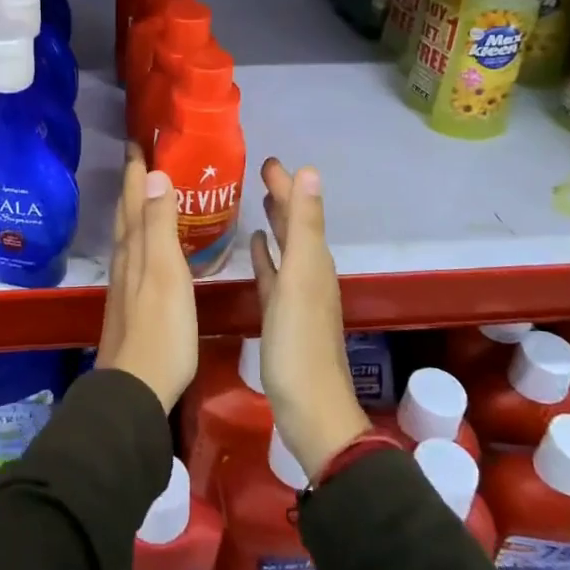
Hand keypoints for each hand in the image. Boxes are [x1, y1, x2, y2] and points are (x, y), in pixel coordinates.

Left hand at [96, 145, 197, 412]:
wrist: (136, 387)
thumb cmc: (161, 329)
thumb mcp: (165, 272)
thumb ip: (159, 225)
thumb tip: (154, 175)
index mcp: (134, 248)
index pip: (134, 199)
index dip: (136, 170)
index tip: (137, 141)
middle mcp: (125, 260)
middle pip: (127, 213)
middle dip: (133, 184)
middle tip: (141, 158)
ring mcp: (126, 283)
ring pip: (128, 234)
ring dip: (136, 209)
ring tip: (147, 192)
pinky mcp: (132, 303)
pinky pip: (136, 255)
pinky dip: (142, 237)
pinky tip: (151, 247)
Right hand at [251, 158, 369, 481]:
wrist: (309, 409)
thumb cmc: (298, 342)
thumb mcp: (301, 277)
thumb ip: (303, 225)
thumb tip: (310, 172)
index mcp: (314, 261)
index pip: (301, 211)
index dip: (287, 185)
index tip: (268, 161)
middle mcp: (309, 273)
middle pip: (295, 227)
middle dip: (282, 198)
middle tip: (261, 174)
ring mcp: (296, 296)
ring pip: (285, 249)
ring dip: (275, 225)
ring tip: (259, 202)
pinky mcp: (281, 316)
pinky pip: (273, 275)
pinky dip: (266, 257)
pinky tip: (256, 248)